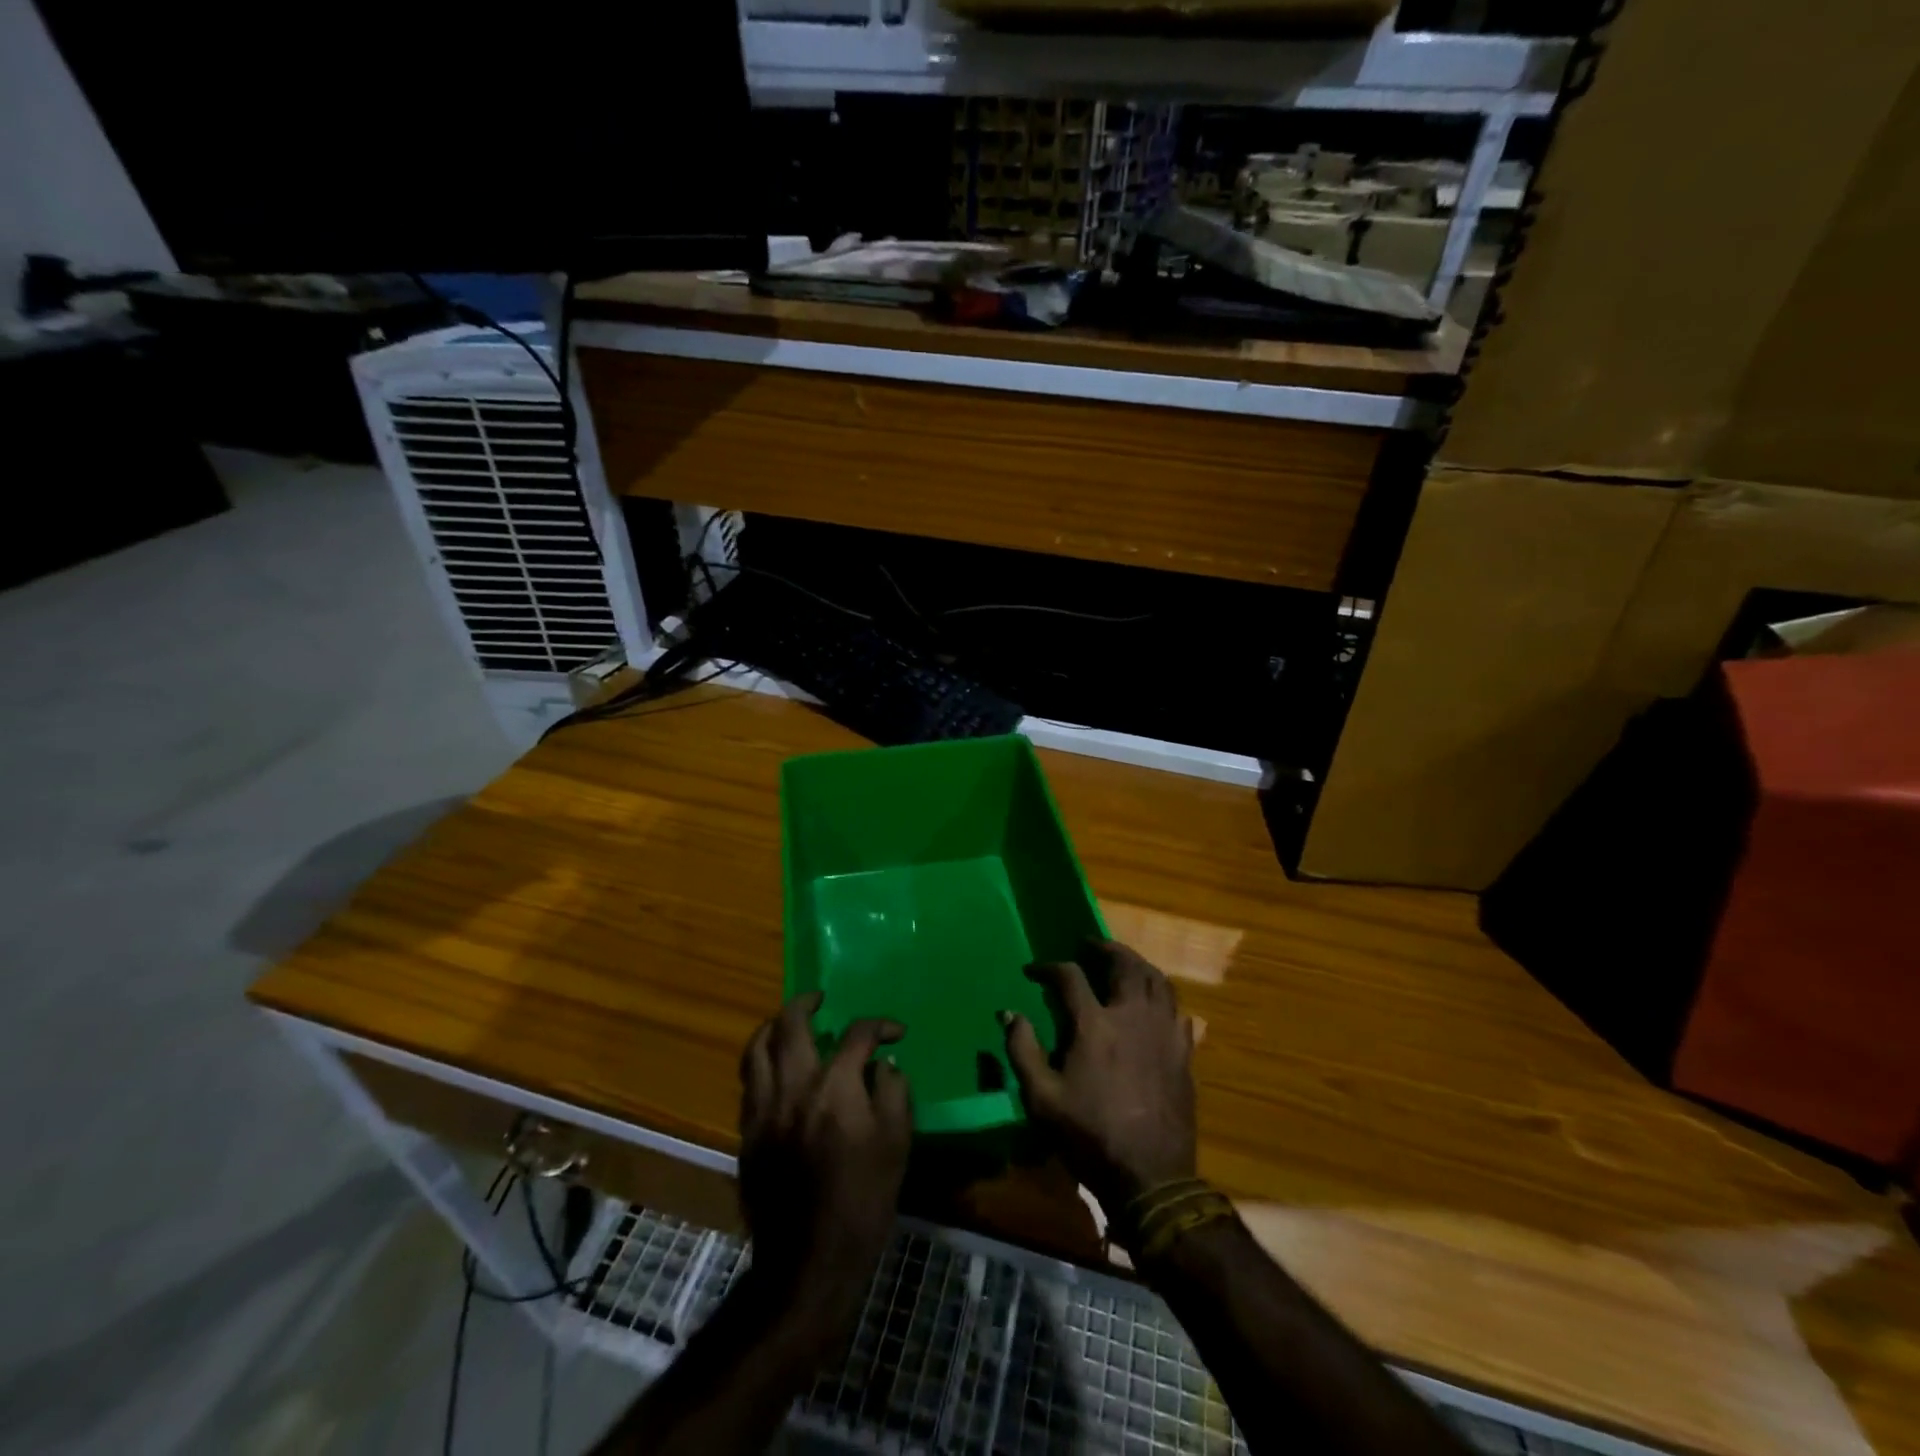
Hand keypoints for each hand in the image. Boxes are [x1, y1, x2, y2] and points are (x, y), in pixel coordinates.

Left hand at [738, 992, 912, 1335]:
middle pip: (790, 1025)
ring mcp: (763, 1110)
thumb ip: (893, 1092)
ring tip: (788, 1022)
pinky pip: (748, 1081)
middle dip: (806, 1003)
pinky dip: (761, 1062)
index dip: (879, 1025)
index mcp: (835, 1088)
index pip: (857, 1035)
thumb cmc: (863, 1201)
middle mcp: (793, 1088)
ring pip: (756, 1049)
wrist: (810, 1262)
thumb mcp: (897, 1144)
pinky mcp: (747, 1134)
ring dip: (773, 1026)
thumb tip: (883, 1064)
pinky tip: (776, 1068)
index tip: (894, 1031)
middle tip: (820, 999)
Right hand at [1002, 940, 1196, 1213]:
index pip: (1070, 976)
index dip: (1049, 967)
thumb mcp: (1041, 1099)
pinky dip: (1163, 996)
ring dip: (1138, 964)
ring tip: (1123, 964)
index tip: (1035, 969)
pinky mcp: (1183, 1051)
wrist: (1150, 1177)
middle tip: (1090, 945)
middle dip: (1104, 948)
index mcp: (1094, 1024)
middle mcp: (1132, 1016)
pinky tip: (1154, 1003)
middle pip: (1124, 963)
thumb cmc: (1089, 1136)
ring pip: (1157, 980)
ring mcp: (1163, 1032)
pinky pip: (1177, 1009)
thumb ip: (1022, 1050)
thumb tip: (1010, 1013)